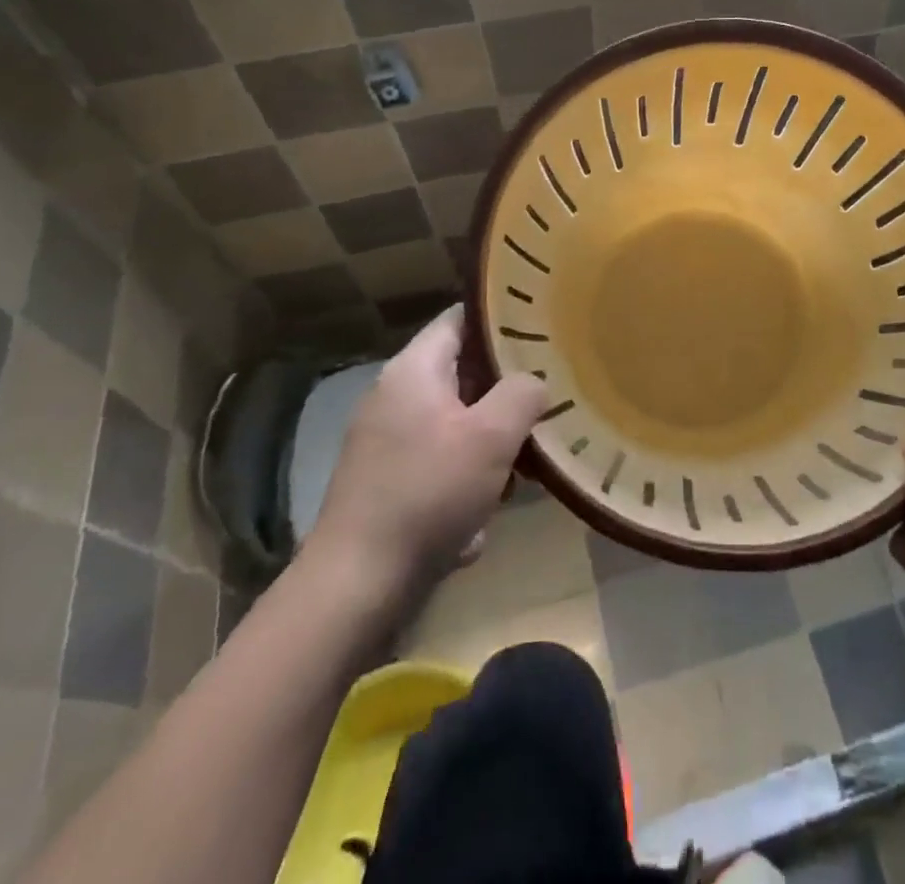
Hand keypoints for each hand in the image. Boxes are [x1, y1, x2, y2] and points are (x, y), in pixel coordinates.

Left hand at [304, 305, 545, 587]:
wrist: (357, 584)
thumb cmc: (428, 493)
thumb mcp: (491, 436)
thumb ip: (523, 394)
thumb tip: (533, 383)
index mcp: (413, 370)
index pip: (461, 319)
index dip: (502, 319)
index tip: (542, 328)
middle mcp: (395, 396)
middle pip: (463, 372)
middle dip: (506, 388)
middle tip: (548, 396)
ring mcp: (387, 441)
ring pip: (457, 420)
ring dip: (491, 439)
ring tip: (526, 462)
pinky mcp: (388, 481)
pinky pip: (441, 460)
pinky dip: (467, 475)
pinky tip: (486, 507)